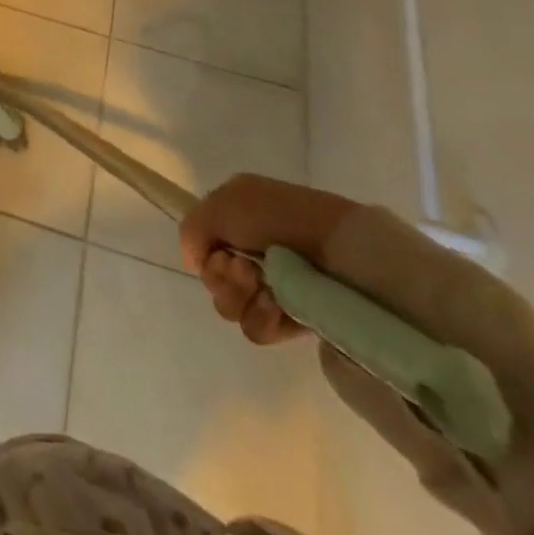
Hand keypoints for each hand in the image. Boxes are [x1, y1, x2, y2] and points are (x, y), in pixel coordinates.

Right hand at [179, 174, 359, 344]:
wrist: (341, 250)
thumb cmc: (278, 218)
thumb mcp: (221, 205)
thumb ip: (192, 229)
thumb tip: (194, 262)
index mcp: (236, 219)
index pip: (203, 247)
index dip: (206, 253)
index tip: (221, 252)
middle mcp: (251, 253)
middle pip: (213, 280)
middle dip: (223, 278)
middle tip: (246, 270)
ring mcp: (274, 288)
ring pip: (231, 307)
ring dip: (241, 298)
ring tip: (266, 289)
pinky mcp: (295, 319)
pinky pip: (258, 329)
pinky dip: (262, 318)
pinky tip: (277, 307)